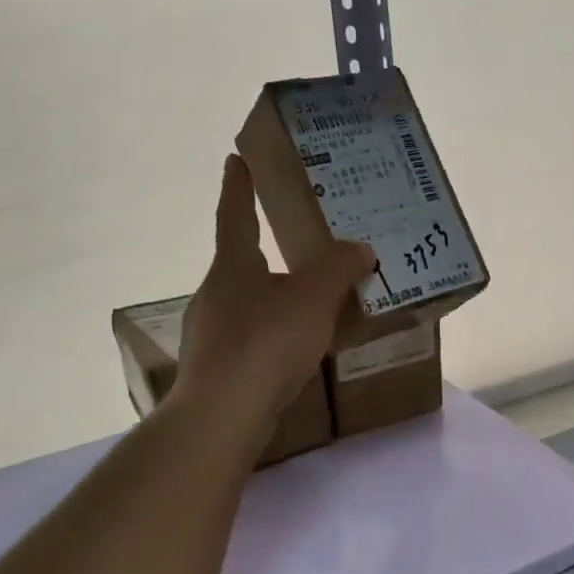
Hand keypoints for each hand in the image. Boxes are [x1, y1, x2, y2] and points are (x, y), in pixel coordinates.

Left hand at [175, 155, 373, 442]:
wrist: (223, 414)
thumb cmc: (266, 341)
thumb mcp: (313, 298)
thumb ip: (338, 269)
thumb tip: (361, 248)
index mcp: (233, 267)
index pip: (235, 216)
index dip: (239, 187)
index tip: (236, 159)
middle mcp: (216, 295)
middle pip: (241, 263)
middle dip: (264, 250)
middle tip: (297, 243)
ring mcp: (212, 335)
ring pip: (248, 304)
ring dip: (274, 297)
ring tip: (308, 302)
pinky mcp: (219, 370)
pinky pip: (253, 340)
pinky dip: (275, 335)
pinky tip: (296, 351)